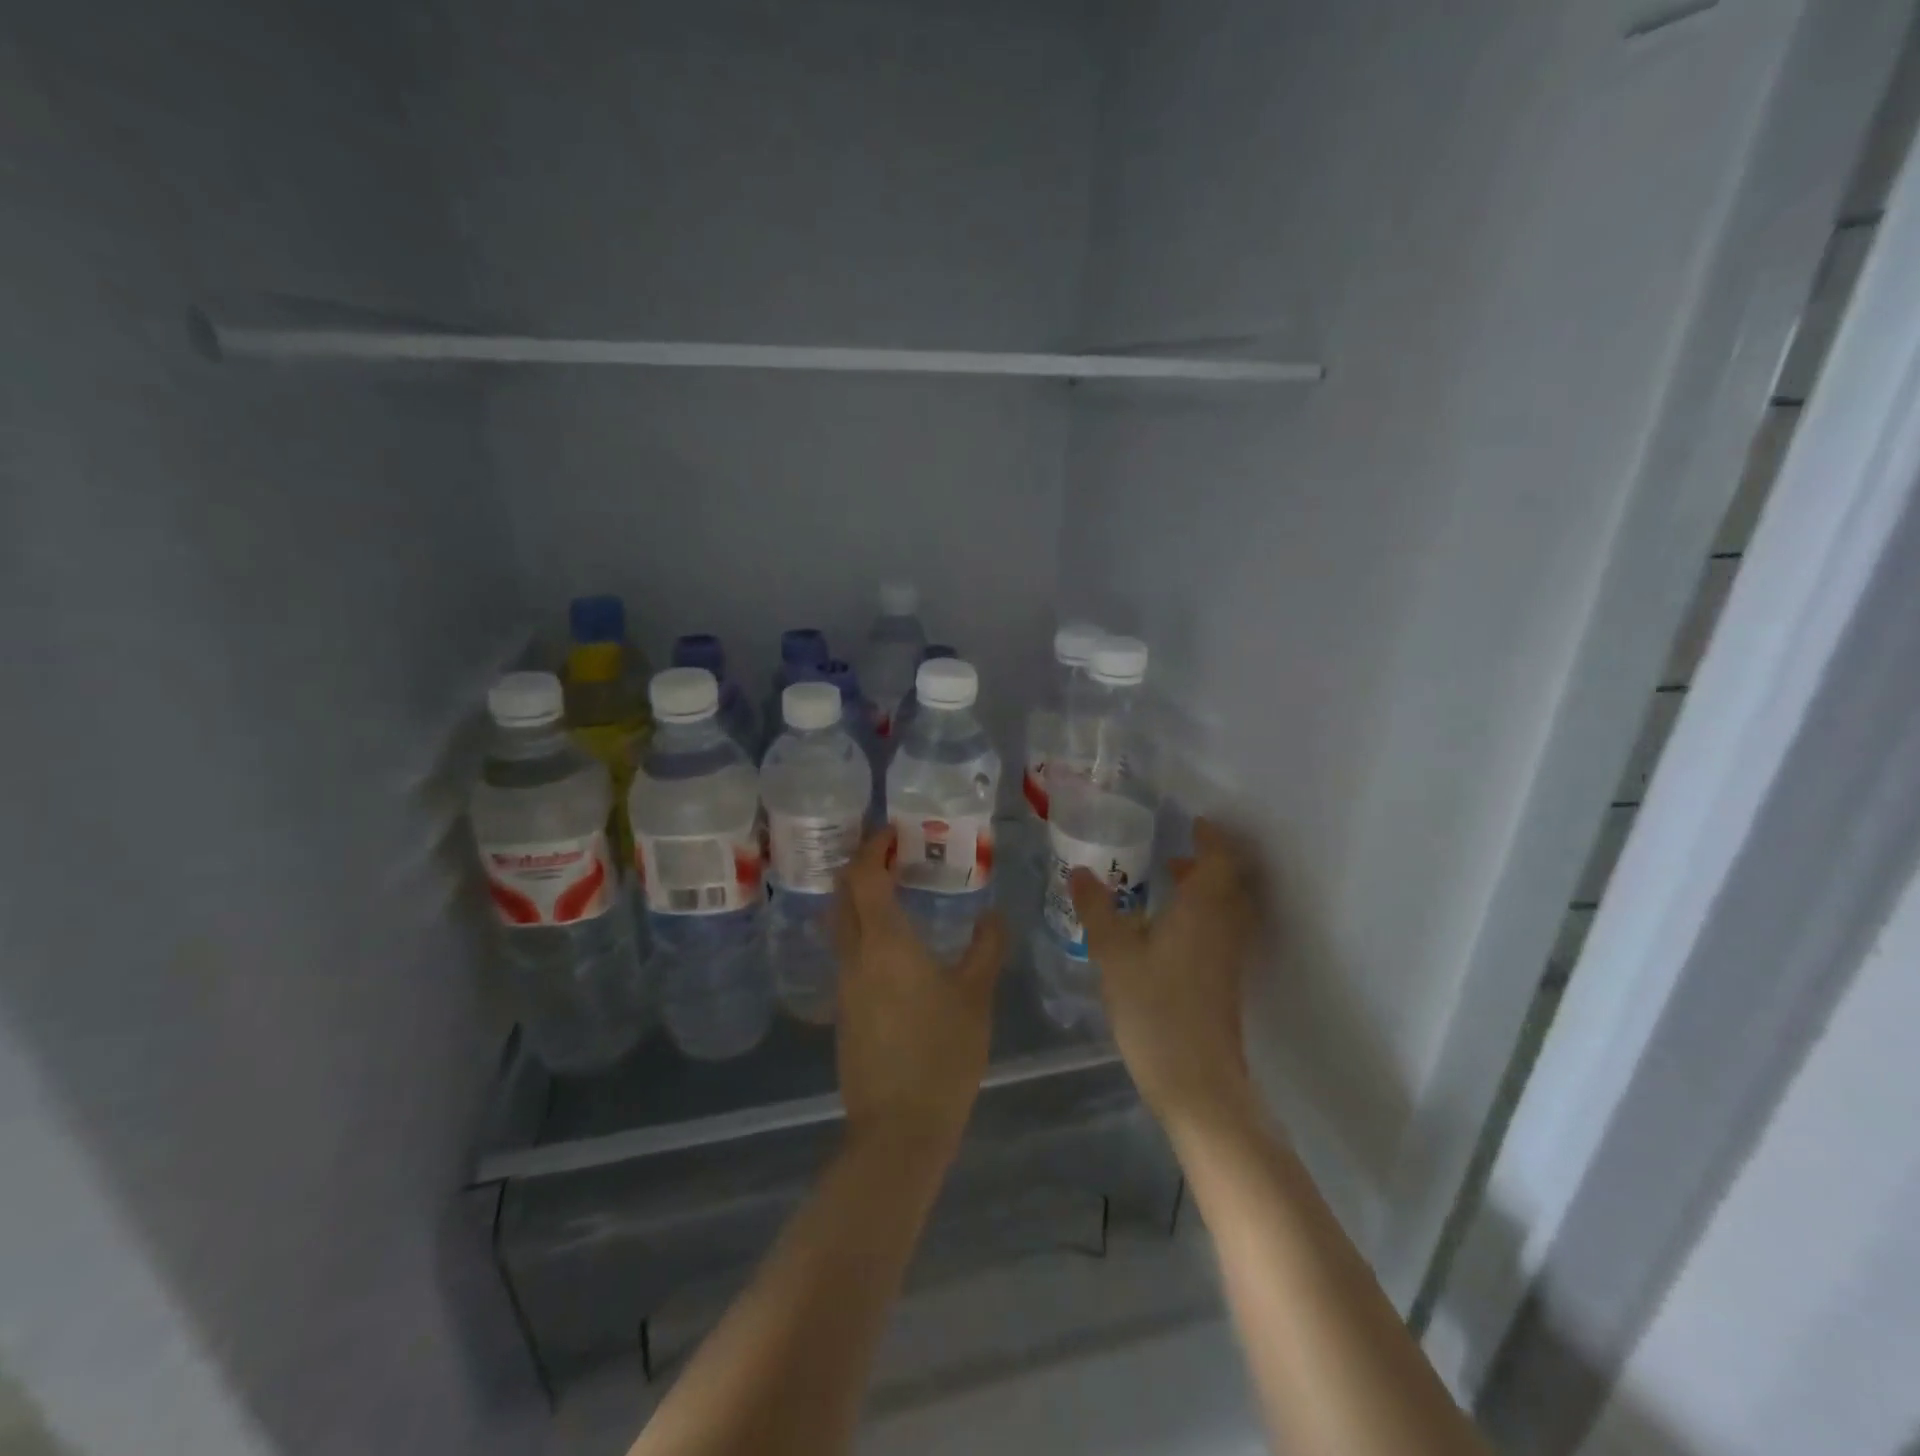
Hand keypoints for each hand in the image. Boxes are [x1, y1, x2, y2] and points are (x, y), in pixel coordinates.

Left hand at [833, 827, 1005, 1160]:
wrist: (897, 1129)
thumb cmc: (942, 1054)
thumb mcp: (976, 996)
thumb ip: (986, 948)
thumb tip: (993, 915)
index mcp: (884, 942)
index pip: (865, 876)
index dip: (873, 846)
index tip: (892, 830)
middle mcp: (855, 955)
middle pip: (842, 894)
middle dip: (860, 864)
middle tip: (892, 852)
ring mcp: (844, 984)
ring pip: (840, 923)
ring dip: (858, 897)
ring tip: (894, 890)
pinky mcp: (844, 1010)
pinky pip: (846, 951)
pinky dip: (862, 928)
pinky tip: (891, 943)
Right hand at [1068, 817, 1262, 1137]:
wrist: (1198, 1082)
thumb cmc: (1155, 1009)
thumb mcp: (1114, 955)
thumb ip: (1097, 910)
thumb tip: (1079, 871)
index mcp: (1203, 909)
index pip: (1219, 859)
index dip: (1210, 837)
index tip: (1193, 822)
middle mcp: (1225, 926)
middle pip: (1229, 882)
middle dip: (1207, 862)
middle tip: (1174, 854)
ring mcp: (1230, 956)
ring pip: (1227, 908)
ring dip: (1205, 890)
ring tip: (1169, 886)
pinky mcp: (1226, 981)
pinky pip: (1221, 931)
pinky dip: (1203, 916)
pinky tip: (1168, 932)